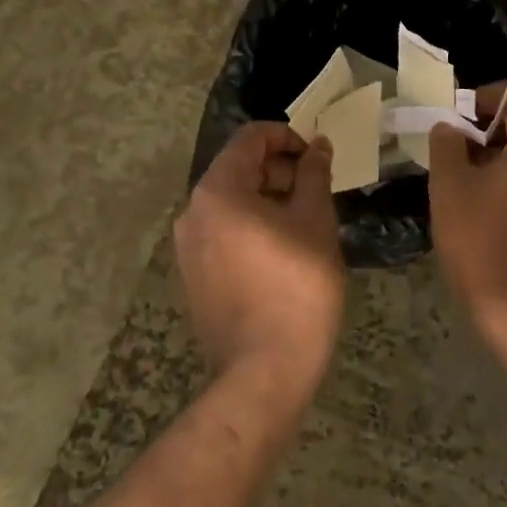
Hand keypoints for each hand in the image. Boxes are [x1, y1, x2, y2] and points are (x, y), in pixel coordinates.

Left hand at [175, 123, 344, 396]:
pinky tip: (283, 248)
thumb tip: (318, 145)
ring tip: (305, 218)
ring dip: (267, 197)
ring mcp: (188, 246)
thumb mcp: (315, 221)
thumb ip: (314, 173)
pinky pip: (223, 231)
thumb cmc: (297, 286)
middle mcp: (193, 211)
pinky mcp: (194, 274)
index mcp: (218, 190)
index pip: (250, 138)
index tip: (316, 155)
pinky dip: (251, 224)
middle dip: (279, 168)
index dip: (287, 136)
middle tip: (316, 189)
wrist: (265, 371)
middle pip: (238, 167)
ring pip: (231, 201)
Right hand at [428, 83, 506, 349]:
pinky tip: (495, 206)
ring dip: (505, 155)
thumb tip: (450, 126)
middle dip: (490, 128)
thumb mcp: (450, 186)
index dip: (478, 99)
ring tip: (471, 180)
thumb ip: (447, 142)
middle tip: (456, 150)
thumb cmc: (483, 242)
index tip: (452, 120)